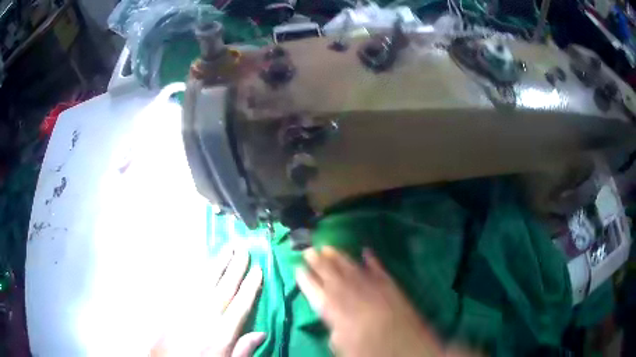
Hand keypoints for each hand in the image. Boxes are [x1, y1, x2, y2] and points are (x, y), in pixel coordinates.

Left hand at [151, 246, 264, 356]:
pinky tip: (203, 262)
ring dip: (218, 264)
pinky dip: (197, 271)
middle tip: (244, 249)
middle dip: (236, 267)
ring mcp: (189, 307)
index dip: (251, 286)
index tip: (258, 269)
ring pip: (206, 281)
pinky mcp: (175, 304)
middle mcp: (207, 316)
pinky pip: (187, 284)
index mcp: (223, 333)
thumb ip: (244, 349)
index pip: (241, 304)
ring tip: (227, 248)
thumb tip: (262, 333)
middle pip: (225, 288)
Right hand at [296, 247, 443, 356]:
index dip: (306, 280)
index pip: (316, 292)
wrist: (405, 345)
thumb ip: (334, 328)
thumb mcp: (342, 346)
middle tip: (309, 250)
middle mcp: (352, 296)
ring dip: (339, 257)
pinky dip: (372, 260)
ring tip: (328, 247)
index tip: (298, 269)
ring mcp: (372, 288)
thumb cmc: (370, 350)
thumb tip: (330, 318)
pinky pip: (379, 270)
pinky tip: (366, 251)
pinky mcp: (390, 286)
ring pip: (351, 269)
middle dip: (318, 262)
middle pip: (331, 275)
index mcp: (336, 312)